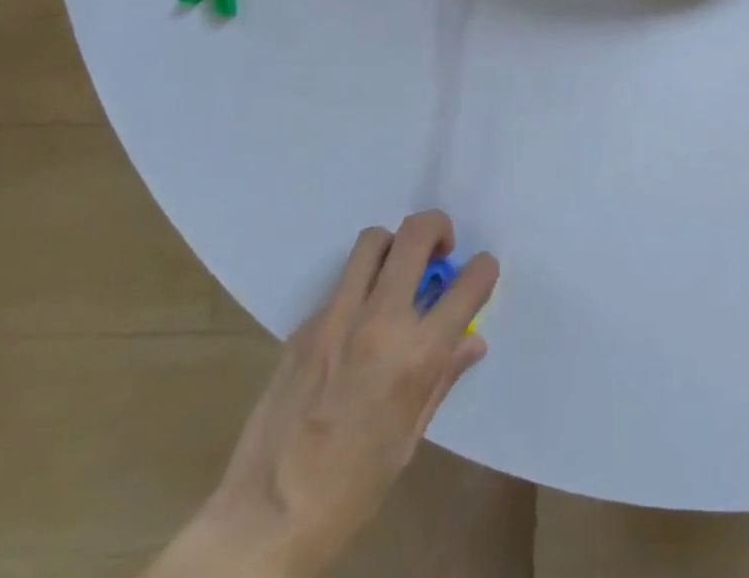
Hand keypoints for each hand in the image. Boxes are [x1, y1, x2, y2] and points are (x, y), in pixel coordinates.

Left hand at [166, 211, 497, 577]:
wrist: (264, 520)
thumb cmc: (350, 490)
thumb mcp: (409, 438)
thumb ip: (442, 377)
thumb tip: (471, 341)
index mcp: (417, 355)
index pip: (469, 283)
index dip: (484, 269)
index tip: (481, 272)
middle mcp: (380, 321)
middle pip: (416, 234)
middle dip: (438, 228)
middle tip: (440, 251)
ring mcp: (337, 318)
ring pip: (373, 241)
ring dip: (394, 246)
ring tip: (396, 273)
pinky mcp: (305, 326)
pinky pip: (341, 284)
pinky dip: (359, 287)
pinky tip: (356, 324)